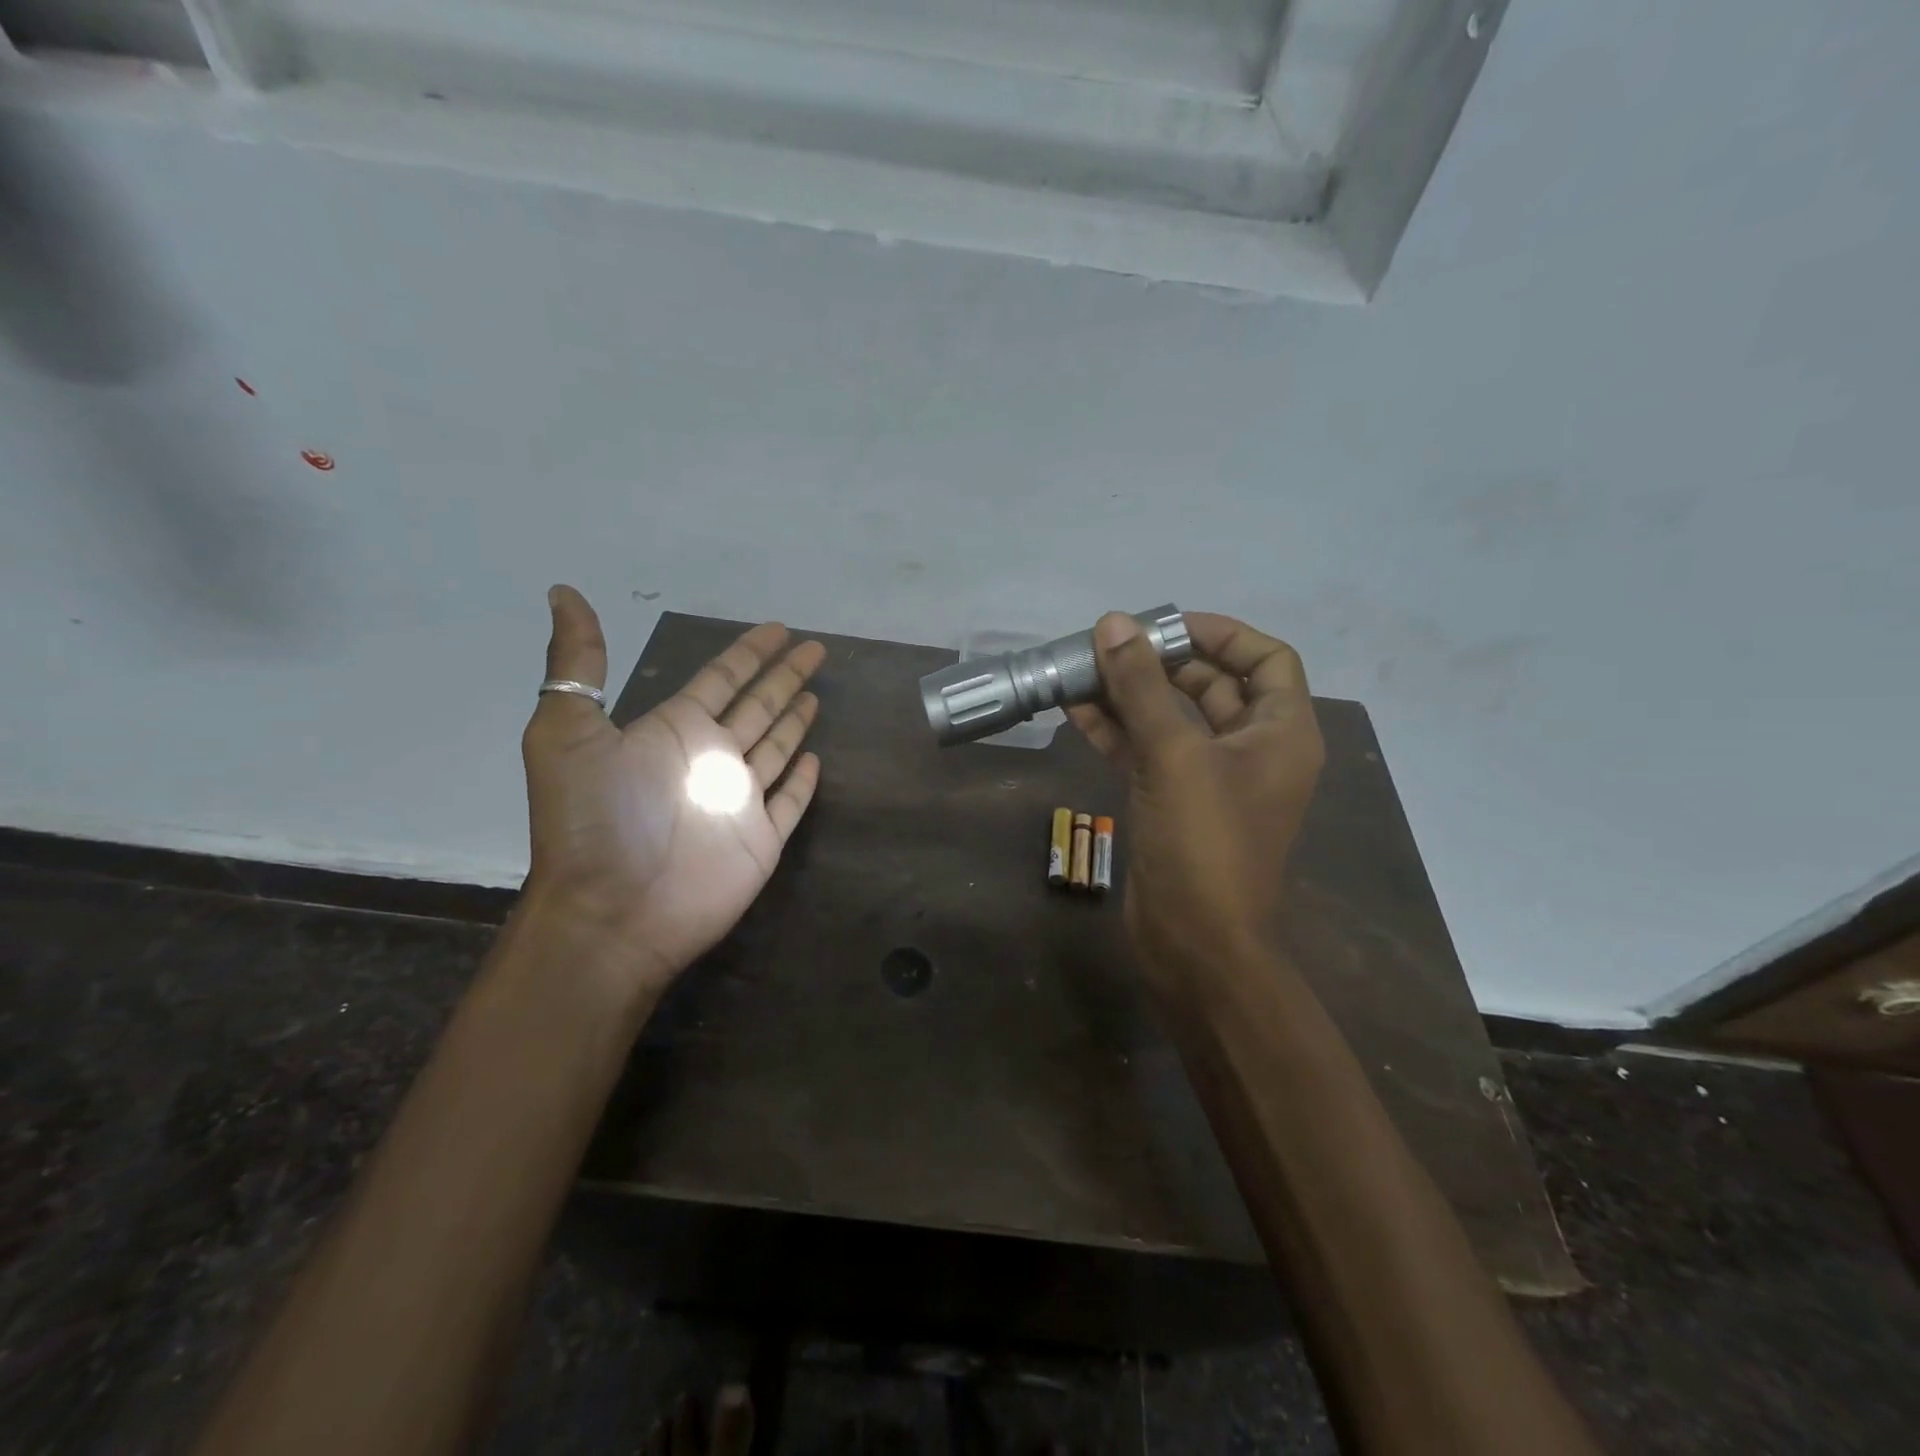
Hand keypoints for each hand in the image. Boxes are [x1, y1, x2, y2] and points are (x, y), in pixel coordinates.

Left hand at [520, 586, 823, 1000]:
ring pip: (776, 747)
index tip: (778, 629)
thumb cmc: (595, 822)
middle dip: (785, 675)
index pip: (721, 678)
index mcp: (673, 730)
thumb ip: (576, 665)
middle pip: (758, 705)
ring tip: (817, 694)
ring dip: (795, 720)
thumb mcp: (566, 733)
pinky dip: (803, 781)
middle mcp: (709, 758)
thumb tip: (562, 591)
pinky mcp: (762, 839)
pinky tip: (815, 759)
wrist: (612, 913)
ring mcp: (738, 800)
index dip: (749, 652)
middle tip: (816, 649)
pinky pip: (790, 801)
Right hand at [1068, 611, 1323, 979]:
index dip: (1220, 633)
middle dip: (1160, 663)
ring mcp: (1210, 778)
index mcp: (1281, 732)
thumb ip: (1142, 687)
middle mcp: (1252, 749)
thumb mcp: (1174, 755)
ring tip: (1080, 671)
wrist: (1196, 943)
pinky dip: (1116, 731)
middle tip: (1108, 645)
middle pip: (1212, 685)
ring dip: (1130, 695)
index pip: (1266, 658)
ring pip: (1172, 719)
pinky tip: (1075, 711)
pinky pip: (1148, 752)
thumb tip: (1114, 624)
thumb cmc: (1204, 843)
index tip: (1163, 625)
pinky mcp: (1174, 802)